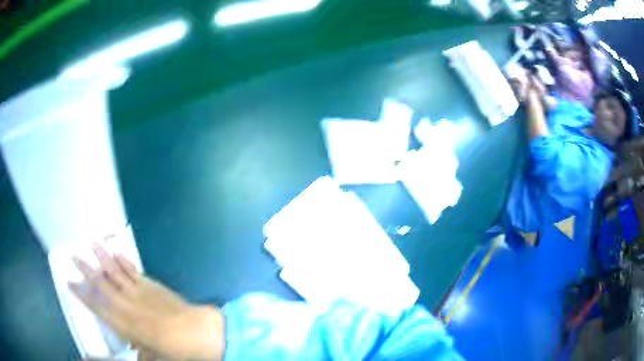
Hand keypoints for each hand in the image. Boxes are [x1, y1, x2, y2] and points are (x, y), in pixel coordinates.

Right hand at [70, 243, 224, 360]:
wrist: (197, 332)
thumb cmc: (174, 350)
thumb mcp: (154, 357)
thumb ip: (142, 355)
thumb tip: (137, 355)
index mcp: (123, 324)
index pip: (96, 306)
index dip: (81, 294)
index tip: (69, 282)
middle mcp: (126, 304)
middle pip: (101, 283)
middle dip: (86, 269)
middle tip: (73, 255)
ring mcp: (139, 291)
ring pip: (116, 270)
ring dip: (103, 256)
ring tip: (92, 242)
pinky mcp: (152, 285)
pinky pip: (134, 270)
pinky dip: (125, 260)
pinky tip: (117, 251)